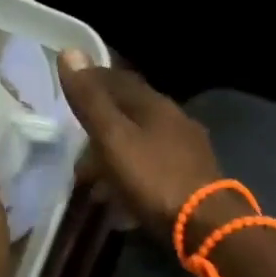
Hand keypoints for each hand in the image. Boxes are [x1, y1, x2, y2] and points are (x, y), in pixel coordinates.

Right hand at [58, 51, 241, 245]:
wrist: (205, 224)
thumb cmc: (154, 178)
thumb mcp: (114, 138)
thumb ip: (91, 100)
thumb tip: (70, 51)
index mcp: (156, 105)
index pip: (118, 81)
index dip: (92, 83)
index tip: (69, 92)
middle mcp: (176, 121)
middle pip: (130, 117)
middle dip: (100, 132)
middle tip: (75, 153)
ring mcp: (188, 152)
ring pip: (141, 147)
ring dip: (114, 161)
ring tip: (91, 184)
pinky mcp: (193, 180)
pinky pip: (153, 172)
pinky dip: (132, 181)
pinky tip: (121, 202)